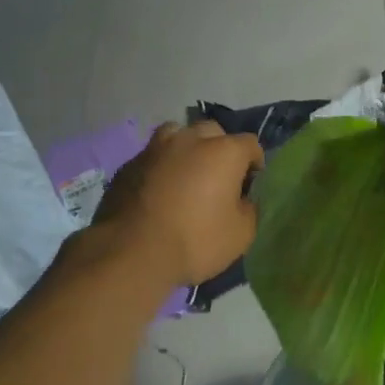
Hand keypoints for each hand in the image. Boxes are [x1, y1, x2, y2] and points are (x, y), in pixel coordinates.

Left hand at [93, 121, 264, 286]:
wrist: (131, 253)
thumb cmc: (195, 241)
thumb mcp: (241, 234)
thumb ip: (249, 209)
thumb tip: (242, 199)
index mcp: (223, 152)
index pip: (250, 145)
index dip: (254, 165)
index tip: (249, 187)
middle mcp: (190, 140)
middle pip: (213, 132)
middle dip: (220, 149)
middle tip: (218, 179)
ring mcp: (155, 148)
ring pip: (177, 135)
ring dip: (187, 149)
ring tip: (186, 175)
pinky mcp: (129, 164)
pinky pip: (153, 157)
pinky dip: (161, 167)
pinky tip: (158, 191)